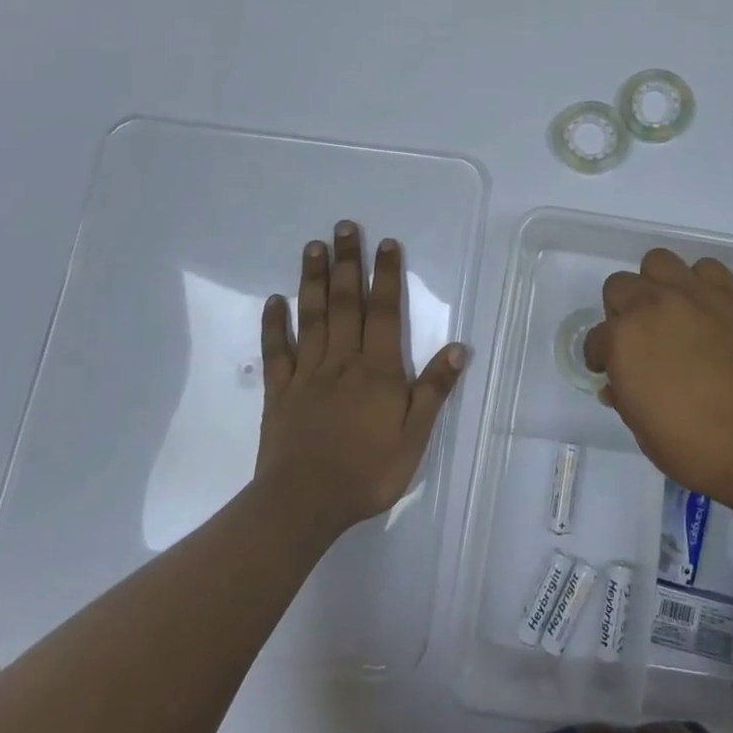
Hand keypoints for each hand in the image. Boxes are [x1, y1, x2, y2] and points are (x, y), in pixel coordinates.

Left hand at [256, 221, 465, 534]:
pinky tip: (274, 301)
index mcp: (377, 369)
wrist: (304, 504)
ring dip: (313, 280)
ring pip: (312, 317)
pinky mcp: (280, 392)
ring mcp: (308, 373)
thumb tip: (459, 347)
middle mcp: (342, 360)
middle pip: (346, 303)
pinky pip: (277, 352)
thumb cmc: (367, 471)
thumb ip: (433, 390)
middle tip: (344, 227)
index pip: (383, 312)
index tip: (386, 243)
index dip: (386, 276)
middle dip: (347, 263)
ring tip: (313, 247)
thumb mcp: (414, 437)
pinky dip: (274, 325)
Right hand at [583, 248, 732, 502]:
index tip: (609, 370)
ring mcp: (693, 294)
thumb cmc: (694, 446)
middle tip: (638, 337)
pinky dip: (701, 283)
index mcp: (622, 340)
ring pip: (658, 262)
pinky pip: (707, 269)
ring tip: (669, 311)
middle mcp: (652, 305)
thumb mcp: (642, 429)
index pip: (595, 338)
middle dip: (621, 311)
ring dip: (657, 284)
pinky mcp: (730, 295)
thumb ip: (624, 396)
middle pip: (620, 286)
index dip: (600, 356)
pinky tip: (706, 308)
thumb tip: (617, 385)